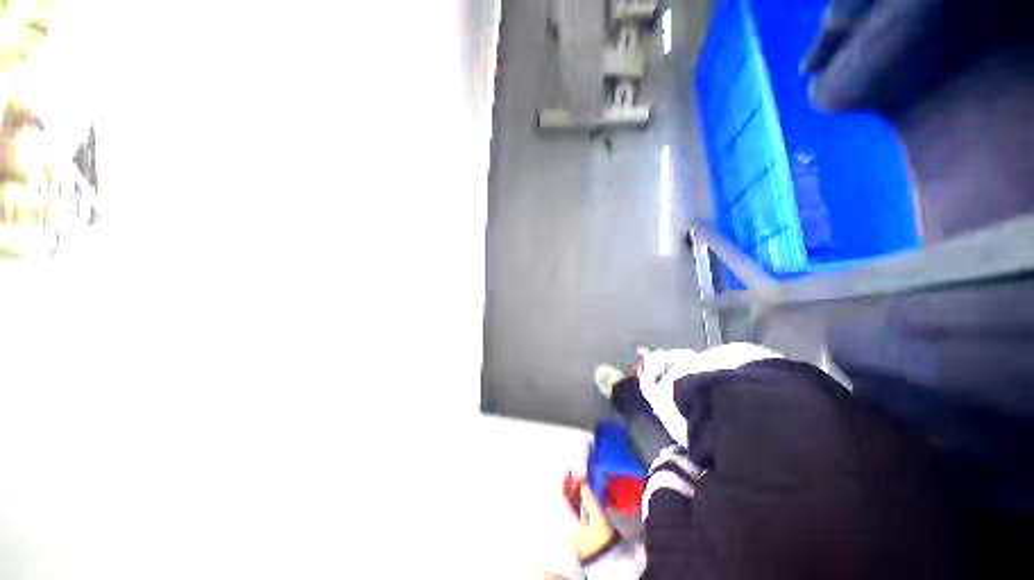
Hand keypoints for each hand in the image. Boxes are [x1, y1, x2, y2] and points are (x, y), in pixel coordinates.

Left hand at [563, 473, 617, 560]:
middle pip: (561, 498)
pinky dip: (575, 500)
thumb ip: (589, 498)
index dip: (563, 479)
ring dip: (572, 491)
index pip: (559, 494)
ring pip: (566, 504)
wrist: (607, 564)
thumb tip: (582, 482)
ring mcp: (568, 528)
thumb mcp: (598, 518)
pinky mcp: (574, 531)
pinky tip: (583, 495)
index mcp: (566, 519)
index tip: (569, 469)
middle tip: (578, 474)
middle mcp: (563, 523)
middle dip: (569, 484)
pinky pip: (570, 511)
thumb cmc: (602, 542)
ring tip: (582, 482)